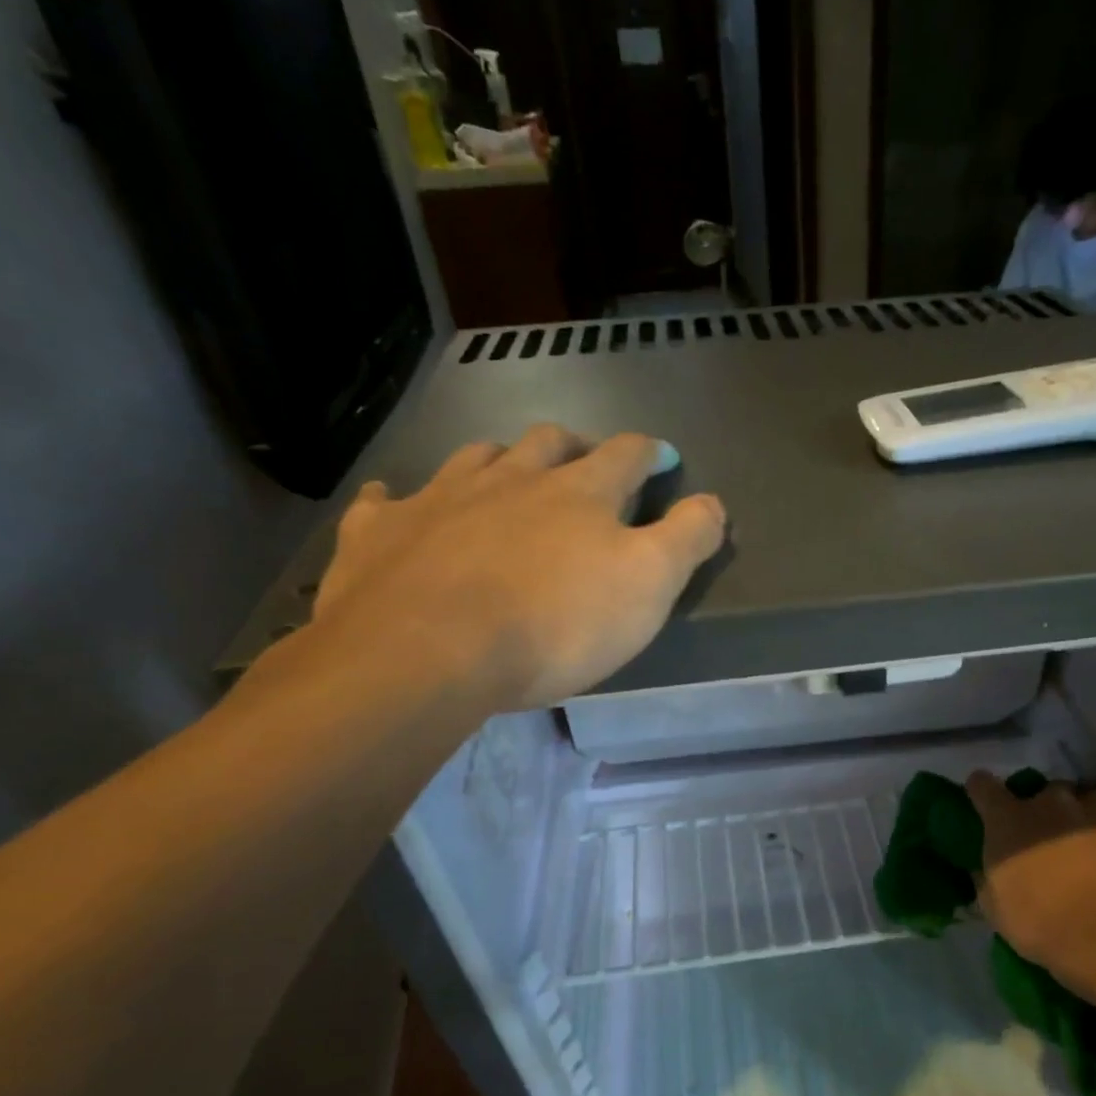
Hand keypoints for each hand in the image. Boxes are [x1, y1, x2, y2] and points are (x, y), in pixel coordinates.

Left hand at [306, 424, 725, 712]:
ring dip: (496, 460)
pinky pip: (385, 502)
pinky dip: (397, 499)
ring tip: (503, 472)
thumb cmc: (555, 624)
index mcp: (578, 493)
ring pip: (473, 459)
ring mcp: (439, 499)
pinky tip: (395, 503)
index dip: (649, 452)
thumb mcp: (648, 585)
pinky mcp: (381, 534)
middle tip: (581, 460)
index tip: (661, 455)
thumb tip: (715, 503)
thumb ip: (687, 539)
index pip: (625, 456)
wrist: (428, 651)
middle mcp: (510, 479)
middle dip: (571, 446)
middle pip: (547, 443)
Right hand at [966, 764, 1095, 984]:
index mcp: (1006, 819)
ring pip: (1085, 792)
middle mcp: (1047, 799)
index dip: (985, 792)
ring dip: (1086, 810)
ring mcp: (1093, 799)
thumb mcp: (995, 905)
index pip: (982, 785)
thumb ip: (989, 874)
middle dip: (1048, 813)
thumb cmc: (1041, 925)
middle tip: (1056, 841)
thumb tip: (986, 867)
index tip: (990, 804)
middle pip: (1044, 793)